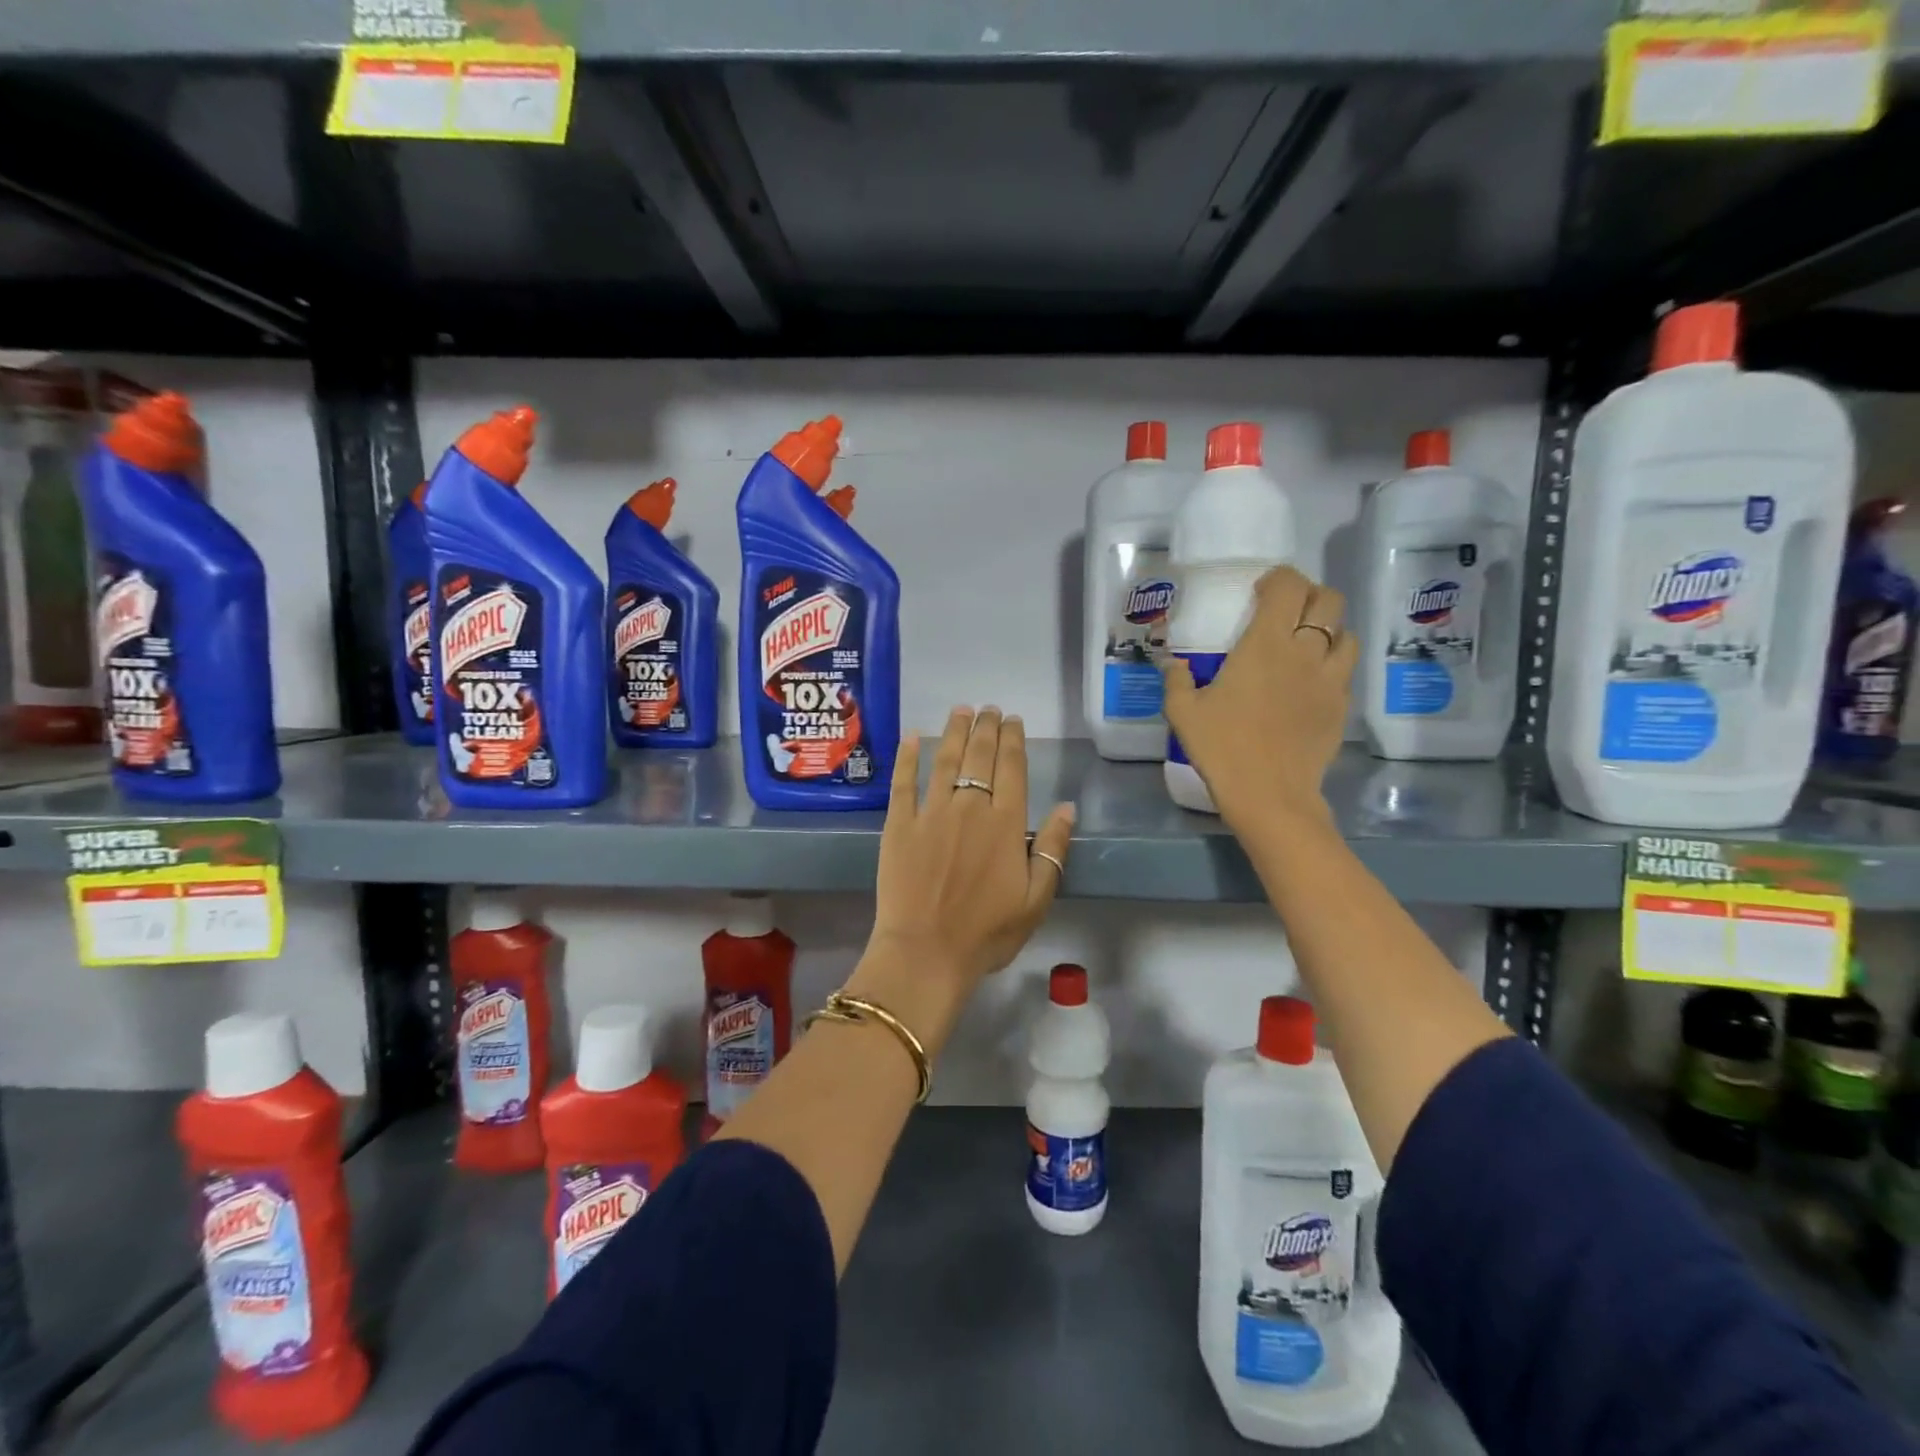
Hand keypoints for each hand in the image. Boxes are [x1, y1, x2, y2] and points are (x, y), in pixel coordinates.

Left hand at [869, 707, 1075, 989]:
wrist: (926, 953)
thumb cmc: (986, 933)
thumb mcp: (1036, 900)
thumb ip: (1053, 850)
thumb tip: (1067, 808)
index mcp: (1005, 824)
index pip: (1012, 769)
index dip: (1013, 740)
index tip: (1013, 721)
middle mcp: (969, 807)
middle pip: (979, 756)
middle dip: (986, 728)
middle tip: (989, 709)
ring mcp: (930, 813)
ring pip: (944, 760)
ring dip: (954, 732)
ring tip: (961, 711)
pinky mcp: (899, 824)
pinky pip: (903, 782)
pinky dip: (907, 757)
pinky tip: (911, 737)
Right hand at [1162, 566, 1357, 834]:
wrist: (1270, 794)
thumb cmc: (1222, 748)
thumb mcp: (1183, 713)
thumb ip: (1178, 680)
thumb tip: (1173, 664)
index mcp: (1266, 644)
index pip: (1289, 587)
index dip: (1279, 579)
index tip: (1261, 590)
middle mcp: (1306, 652)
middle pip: (1328, 600)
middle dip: (1309, 595)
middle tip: (1286, 611)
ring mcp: (1330, 679)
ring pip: (1346, 633)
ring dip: (1328, 629)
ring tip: (1306, 644)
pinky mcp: (1341, 706)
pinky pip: (1345, 671)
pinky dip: (1332, 665)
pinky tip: (1310, 683)